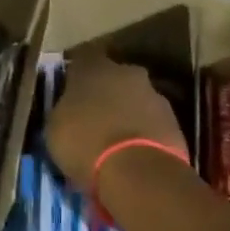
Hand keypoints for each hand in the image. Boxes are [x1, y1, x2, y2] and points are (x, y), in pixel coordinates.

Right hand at [45, 51, 187, 202]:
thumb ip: (63, 110)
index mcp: (93, 67)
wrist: (138, 171)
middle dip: (104, 94)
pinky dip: (142, 133)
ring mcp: (154, 95)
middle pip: (113, 78)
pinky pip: (151, 123)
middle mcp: (126, 72)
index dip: (74, 76)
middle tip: (92, 117)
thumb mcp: (55, 127)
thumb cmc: (85, 141)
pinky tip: (132, 154)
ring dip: (125, 114)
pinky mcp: (175, 122)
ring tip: (113, 141)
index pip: (81, 59)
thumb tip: (68, 111)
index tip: (67, 93)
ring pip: (134, 100)